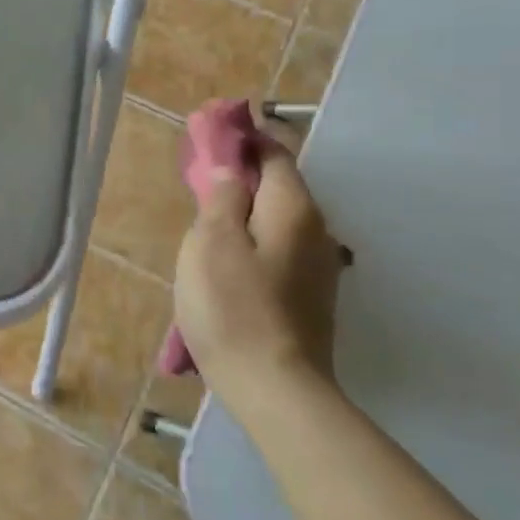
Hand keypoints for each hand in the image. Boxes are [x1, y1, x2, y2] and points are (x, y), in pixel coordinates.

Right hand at [172, 121, 345, 401]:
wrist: (277, 390)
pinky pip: (279, 249)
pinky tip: (229, 261)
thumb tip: (228, 168)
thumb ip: (220, 197)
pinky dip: (255, 239)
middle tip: (201, 176)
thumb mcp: (211, 243)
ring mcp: (318, 267)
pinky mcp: (311, 297)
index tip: (213, 130)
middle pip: (279, 185)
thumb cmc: (234, 309)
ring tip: (208, 219)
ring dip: (246, 209)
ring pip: (278, 219)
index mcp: (293, 208)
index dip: (245, 136)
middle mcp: (316, 230)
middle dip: (242, 173)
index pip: (275, 152)